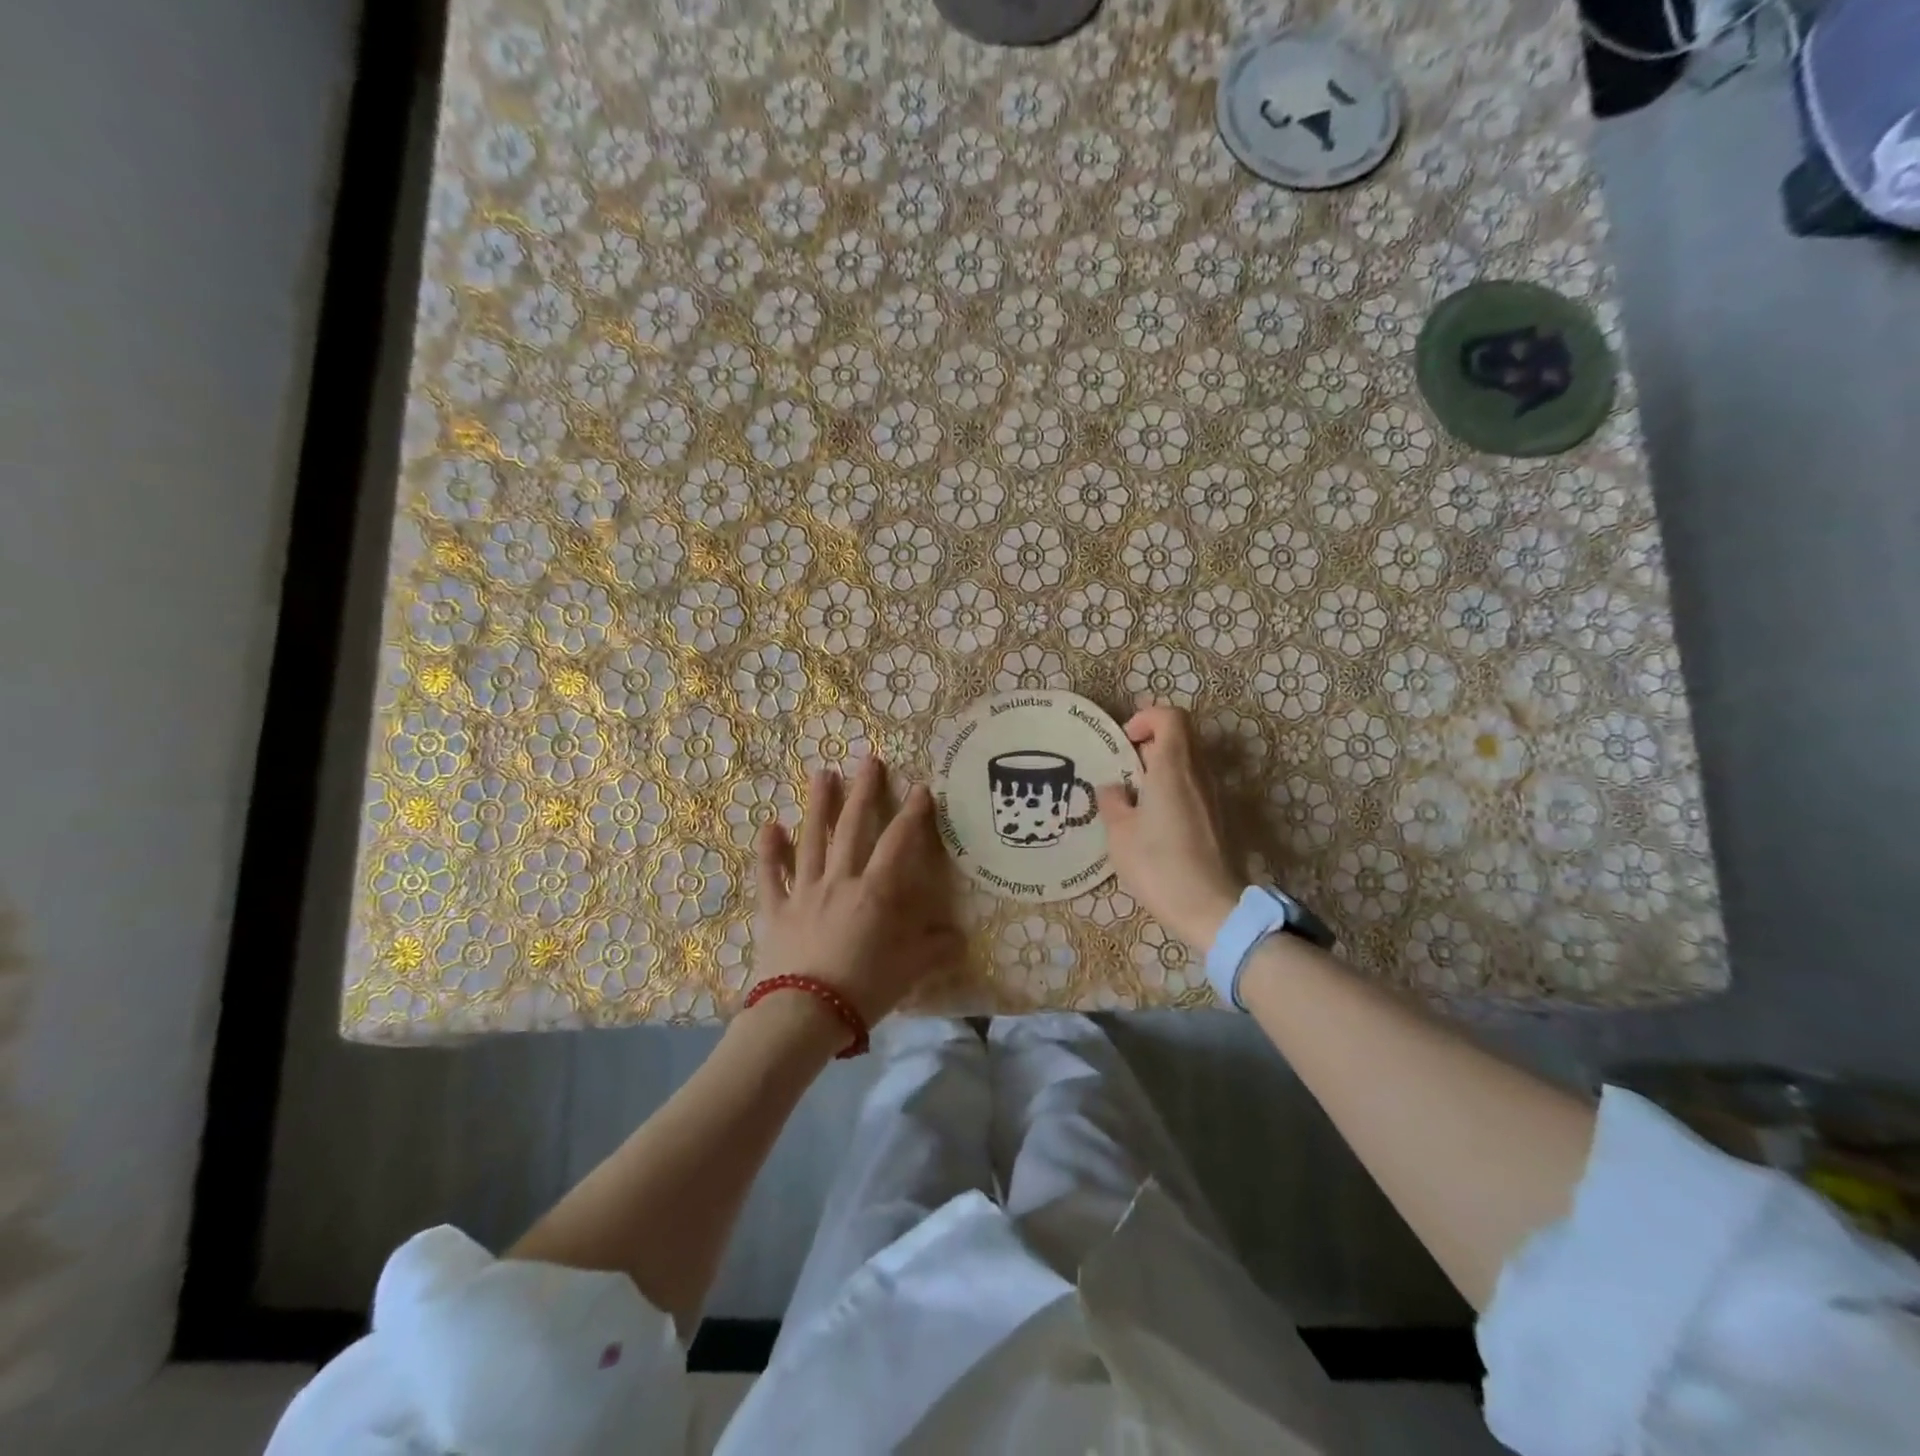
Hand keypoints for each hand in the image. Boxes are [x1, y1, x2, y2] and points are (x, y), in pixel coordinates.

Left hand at [752, 757, 962, 1025]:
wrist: (802, 1015)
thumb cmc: (862, 989)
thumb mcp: (909, 971)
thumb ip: (935, 949)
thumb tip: (960, 937)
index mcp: (875, 892)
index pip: (898, 843)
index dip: (912, 814)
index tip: (920, 788)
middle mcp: (839, 881)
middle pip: (851, 828)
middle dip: (863, 792)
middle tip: (868, 760)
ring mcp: (803, 892)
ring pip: (811, 839)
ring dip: (818, 805)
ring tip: (823, 773)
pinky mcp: (776, 910)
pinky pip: (770, 875)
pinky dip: (769, 851)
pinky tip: (769, 827)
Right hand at [1096, 706, 1245, 949]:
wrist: (1211, 908)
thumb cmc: (1159, 865)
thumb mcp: (1120, 834)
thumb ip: (1113, 802)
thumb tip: (1113, 789)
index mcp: (1173, 767)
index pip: (1170, 717)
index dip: (1146, 718)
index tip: (1125, 742)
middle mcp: (1198, 774)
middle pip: (1180, 737)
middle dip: (1150, 745)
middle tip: (1125, 771)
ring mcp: (1213, 796)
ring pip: (1188, 763)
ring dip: (1162, 769)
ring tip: (1136, 799)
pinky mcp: (1219, 818)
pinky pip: (1194, 787)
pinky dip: (1174, 790)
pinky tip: (1155, 822)